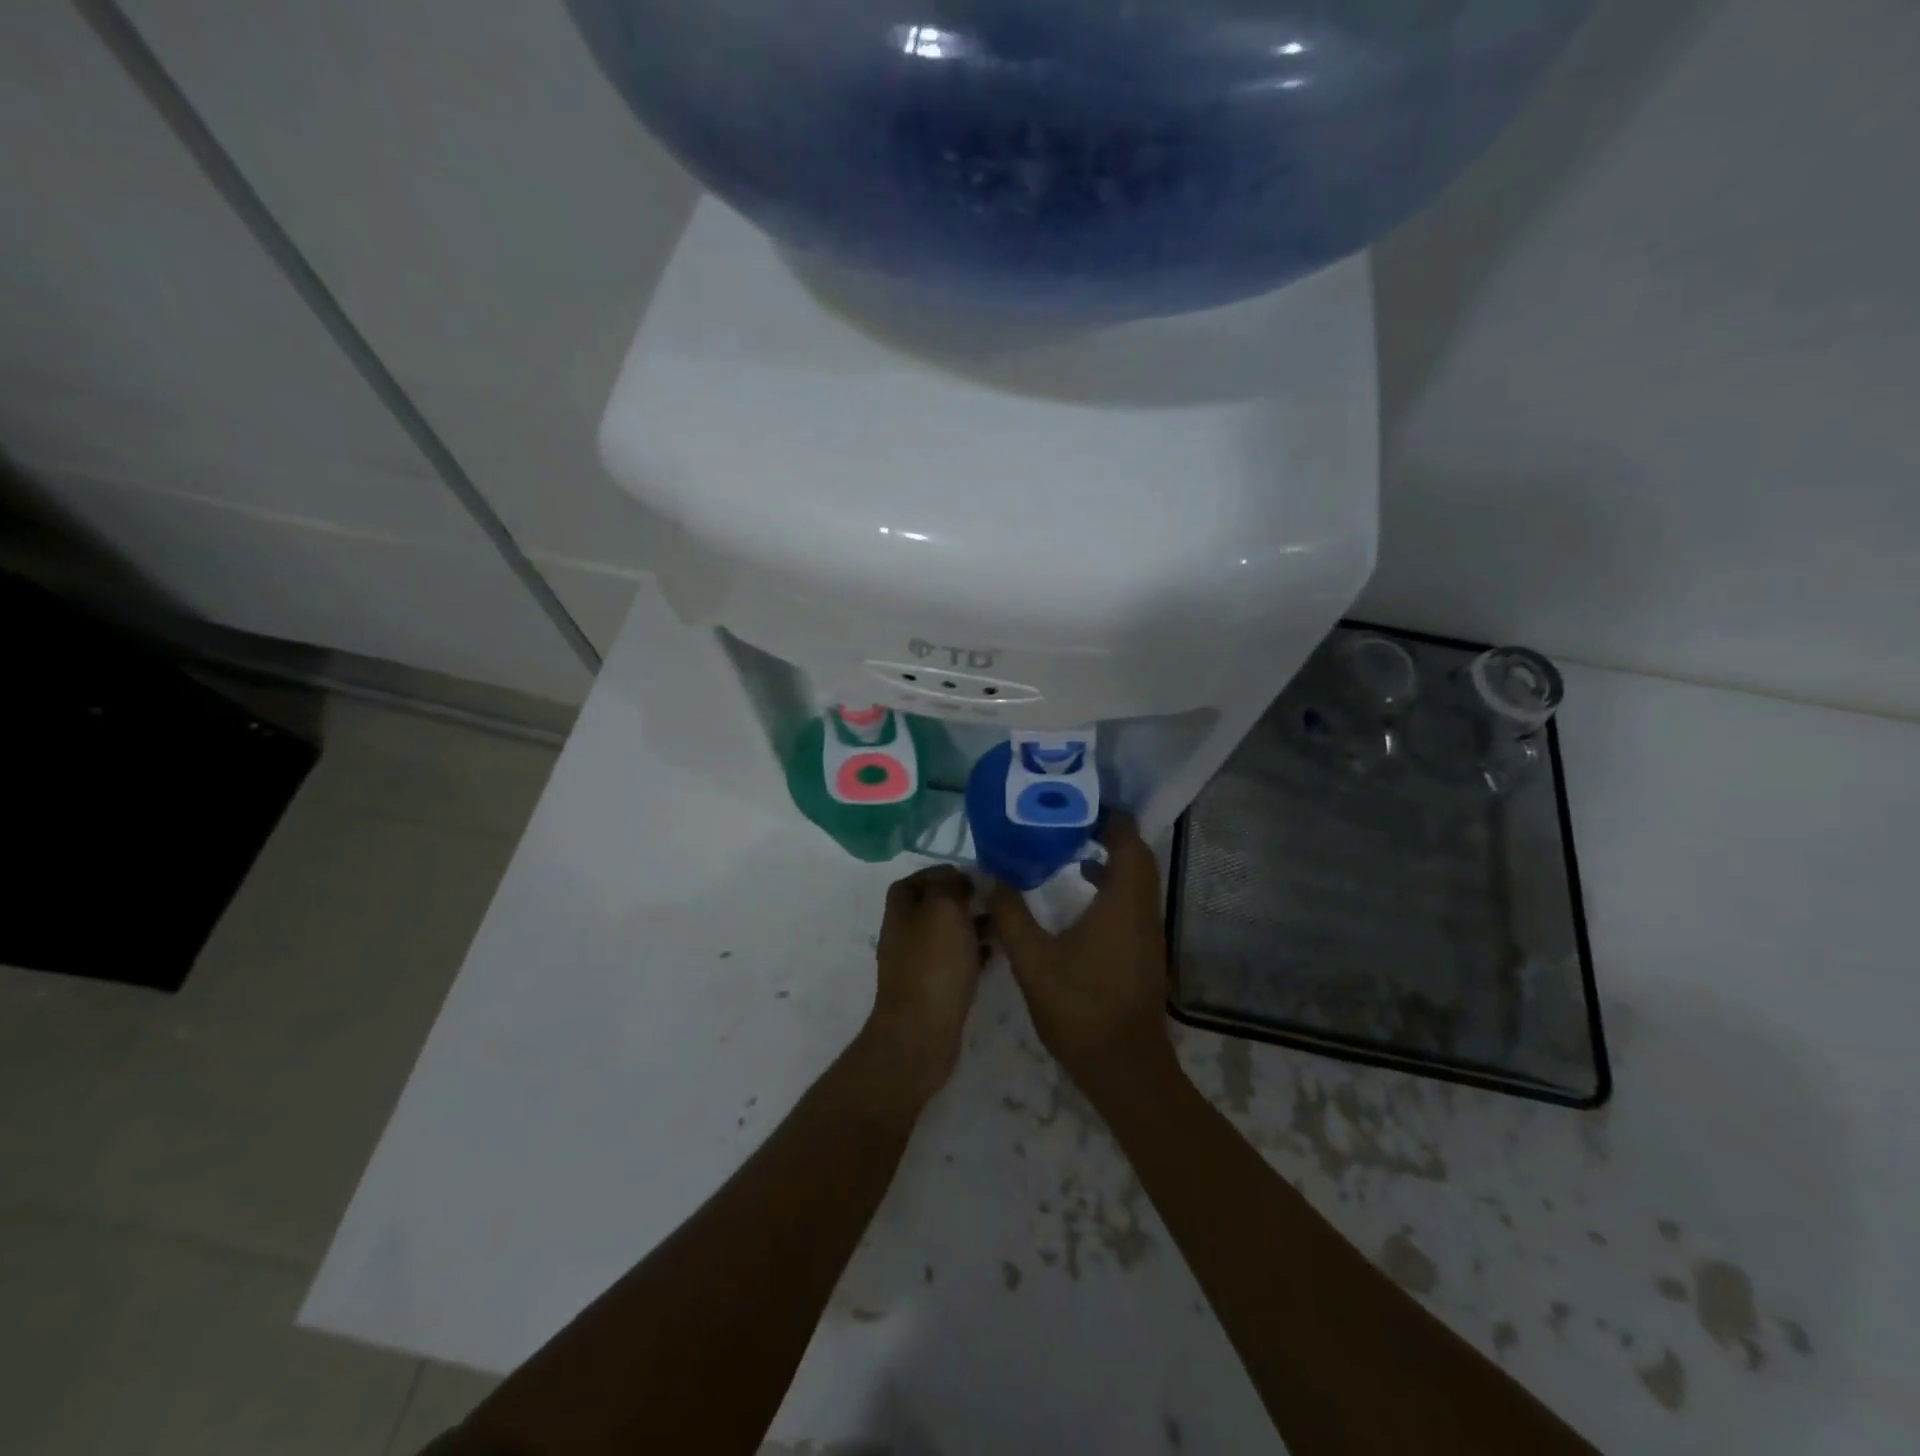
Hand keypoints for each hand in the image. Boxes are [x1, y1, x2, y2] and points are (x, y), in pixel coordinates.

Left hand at [863, 864, 986, 1105]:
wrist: (921, 1033)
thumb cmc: (934, 964)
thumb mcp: (943, 909)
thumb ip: (949, 885)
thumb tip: (956, 880)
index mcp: (900, 910)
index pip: (915, 880)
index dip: (941, 874)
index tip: (971, 877)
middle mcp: (903, 934)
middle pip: (933, 907)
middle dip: (962, 901)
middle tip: (992, 901)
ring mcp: (916, 964)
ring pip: (947, 934)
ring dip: (972, 926)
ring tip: (1001, 926)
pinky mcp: (932, 989)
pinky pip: (954, 961)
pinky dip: (973, 953)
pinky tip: (994, 955)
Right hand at [990, 813, 1173, 1096]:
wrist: (1123, 1067)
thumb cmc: (1079, 1007)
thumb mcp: (1032, 960)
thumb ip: (1011, 914)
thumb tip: (992, 876)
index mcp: (1122, 902)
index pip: (1127, 841)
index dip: (1110, 817)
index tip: (1079, 803)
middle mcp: (1143, 910)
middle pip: (1138, 856)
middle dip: (1110, 833)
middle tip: (1069, 822)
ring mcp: (1148, 933)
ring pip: (1139, 880)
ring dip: (1113, 860)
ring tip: (1070, 850)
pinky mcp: (1145, 951)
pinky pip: (1134, 901)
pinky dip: (1113, 885)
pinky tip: (1081, 896)